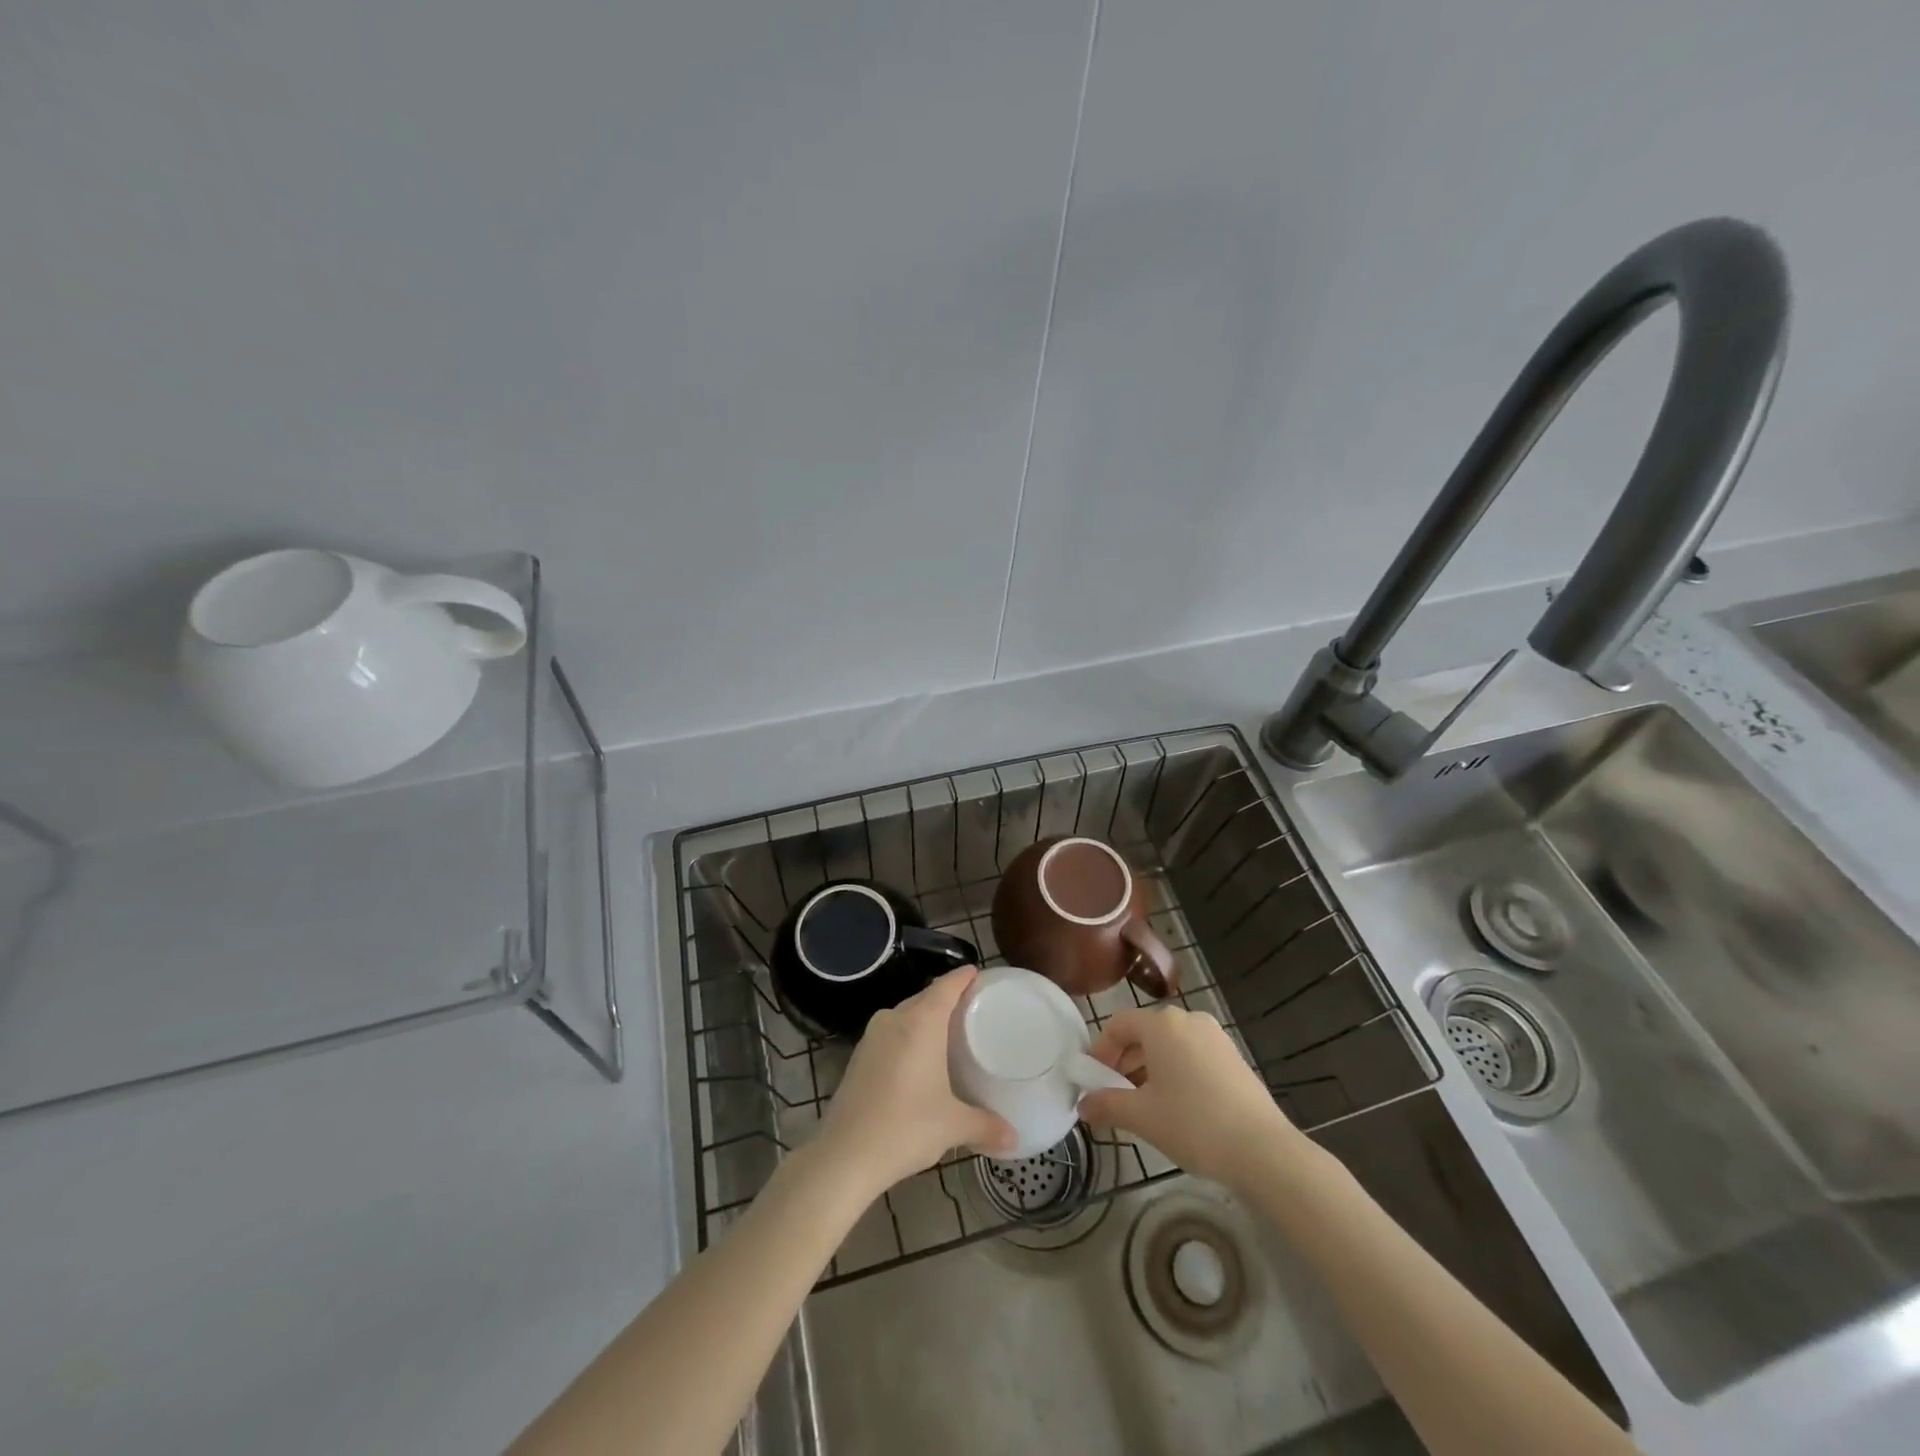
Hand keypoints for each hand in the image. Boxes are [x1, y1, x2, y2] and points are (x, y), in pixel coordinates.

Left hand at [811, 967, 1014, 1197]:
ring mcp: (872, 1036)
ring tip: (947, 1031)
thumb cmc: (906, 1127)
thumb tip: (1015, 1138)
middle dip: (946, 998)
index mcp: (921, 1022)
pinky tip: (917, 1058)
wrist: (845, 1154)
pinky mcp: (858, 1056)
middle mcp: (895, 1019)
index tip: (977, 973)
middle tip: (970, 1007)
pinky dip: (906, 1036)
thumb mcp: (953, 1126)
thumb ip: (986, 1126)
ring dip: (924, 1018)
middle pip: (925, 997)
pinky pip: (890, 1033)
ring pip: (904, 1015)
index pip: (946, 986)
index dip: (962, 977)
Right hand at [1078, 1005, 1305, 1190]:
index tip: (1092, 1081)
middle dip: (1123, 1063)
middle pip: (1144, 1034)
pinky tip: (1175, 1108)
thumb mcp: (1142, 1116)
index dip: (1100, 1051)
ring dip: (1148, 1070)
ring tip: (1143, 1107)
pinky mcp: (1233, 1057)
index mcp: (1162, 1024)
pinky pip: (1192, 1056)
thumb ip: (1106, 1105)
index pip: (1118, 1025)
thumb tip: (1082, 1106)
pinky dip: (1175, 1073)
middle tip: (1114, 1097)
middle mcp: (1188, 1019)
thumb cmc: (1193, 1123)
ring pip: (1169, 1046)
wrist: (1263, 1151)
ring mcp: (1215, 1037)